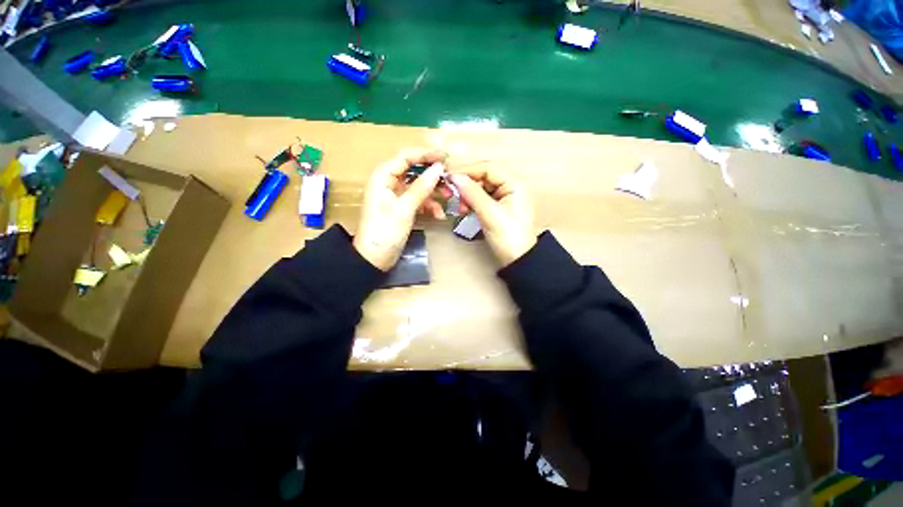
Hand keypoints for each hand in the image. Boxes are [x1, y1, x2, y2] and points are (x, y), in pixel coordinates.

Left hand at [354, 149, 446, 270]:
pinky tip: (439, 215)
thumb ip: (421, 187)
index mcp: (383, 176)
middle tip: (450, 178)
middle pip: (414, 171)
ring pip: (419, 186)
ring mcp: (396, 196)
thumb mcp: (405, 208)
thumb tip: (438, 168)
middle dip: (432, 176)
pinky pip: (418, 200)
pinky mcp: (402, 208)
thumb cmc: (385, 231)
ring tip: (449, 198)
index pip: (406, 157)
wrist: (375, 258)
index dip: (426, 154)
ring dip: (434, 192)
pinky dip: (429, 206)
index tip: (445, 157)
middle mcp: (389, 182)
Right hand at [450, 167, 535, 266]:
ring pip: (481, 188)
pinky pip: (481, 198)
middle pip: (484, 177)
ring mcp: (504, 197)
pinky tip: (464, 209)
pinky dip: (471, 202)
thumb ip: (472, 193)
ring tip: (459, 206)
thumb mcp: (489, 213)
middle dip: (466, 184)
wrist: (518, 260)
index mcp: (514, 183)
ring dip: (467, 195)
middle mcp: (510, 186)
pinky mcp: (498, 207)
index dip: (467, 170)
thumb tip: (454, 177)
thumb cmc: (509, 237)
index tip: (448, 176)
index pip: (488, 168)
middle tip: (450, 192)